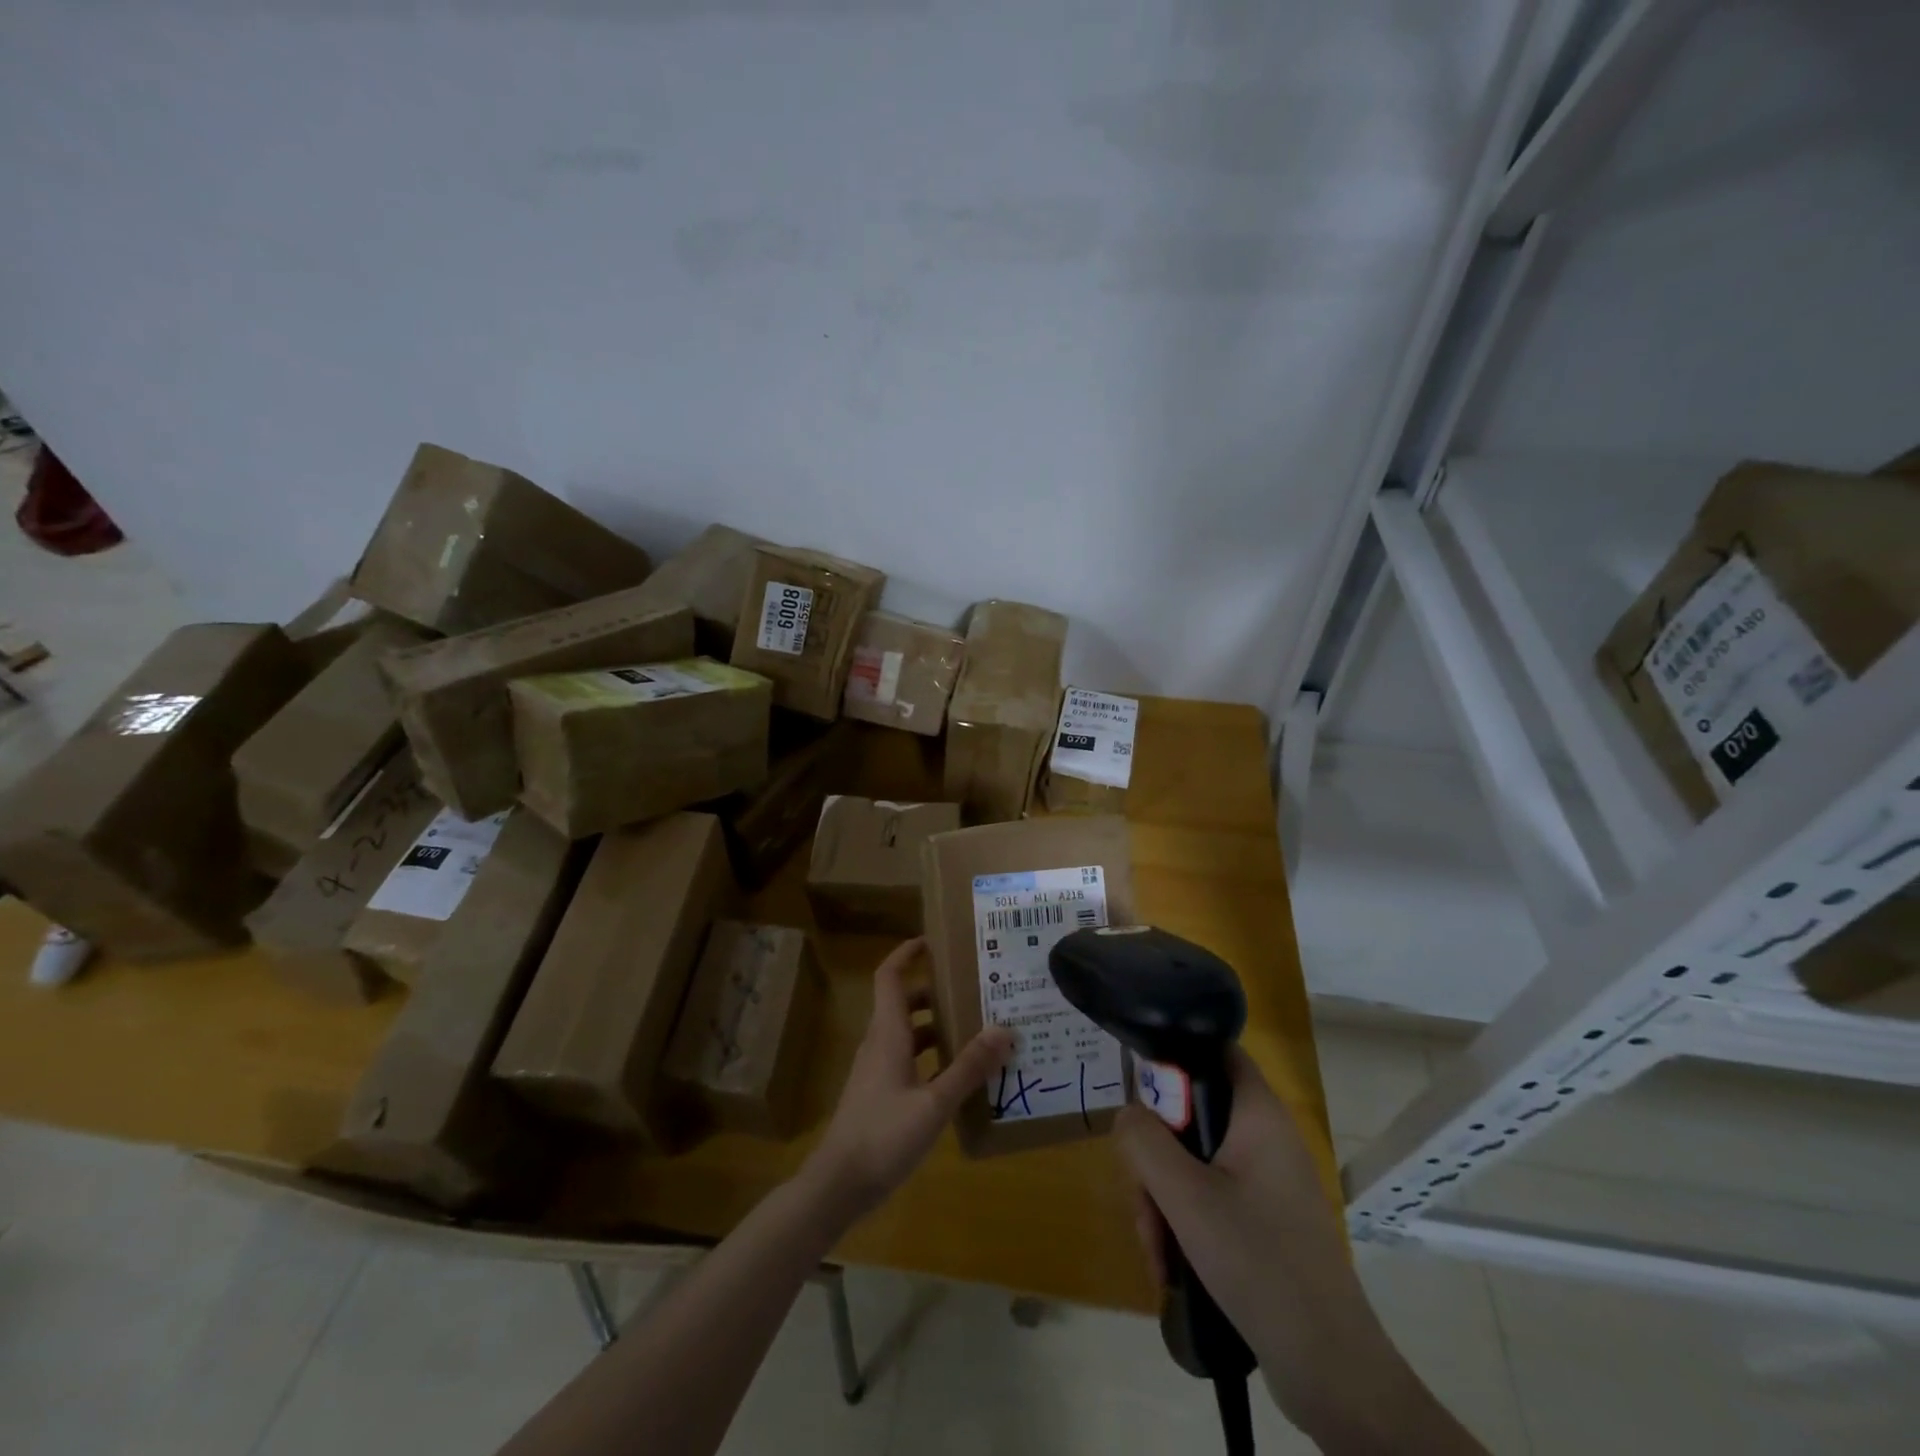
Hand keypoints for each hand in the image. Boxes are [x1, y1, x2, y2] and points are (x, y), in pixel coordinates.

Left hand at [804, 938, 1013, 1223]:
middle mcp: (879, 1043)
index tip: (935, 941)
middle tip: (973, 989)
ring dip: (936, 1026)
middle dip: (935, 992)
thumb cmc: (883, 1136)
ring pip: (907, 1033)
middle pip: (904, 1003)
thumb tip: (1004, 1029)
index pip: (889, 976)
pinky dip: (931, 1057)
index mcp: (887, 1034)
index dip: (907, 953)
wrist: (837, 1186)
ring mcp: (876, 1070)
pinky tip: (958, 1076)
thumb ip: (969, 1067)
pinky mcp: (878, 1093)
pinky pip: (907, 1059)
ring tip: (976, 1030)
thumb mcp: (934, 1104)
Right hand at [1118, 1050, 1475, 1450]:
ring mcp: (1268, 1180)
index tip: (1142, 1101)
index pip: (1214, 1050)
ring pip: (1195, 1161)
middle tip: (1145, 1201)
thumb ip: (1144, 1142)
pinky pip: (1212, 1196)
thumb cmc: (1258, 1263)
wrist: (1329, 1368)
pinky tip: (1172, 1267)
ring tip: (1157, 1251)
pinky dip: (1186, 1222)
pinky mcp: (1266, 1219)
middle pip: (1192, 1115)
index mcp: (1258, 1114)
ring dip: (1164, 1199)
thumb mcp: (1185, 1197)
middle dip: (1156, 1158)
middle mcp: (1265, 1136)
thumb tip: (1127, 1114)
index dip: (1174, 1060)